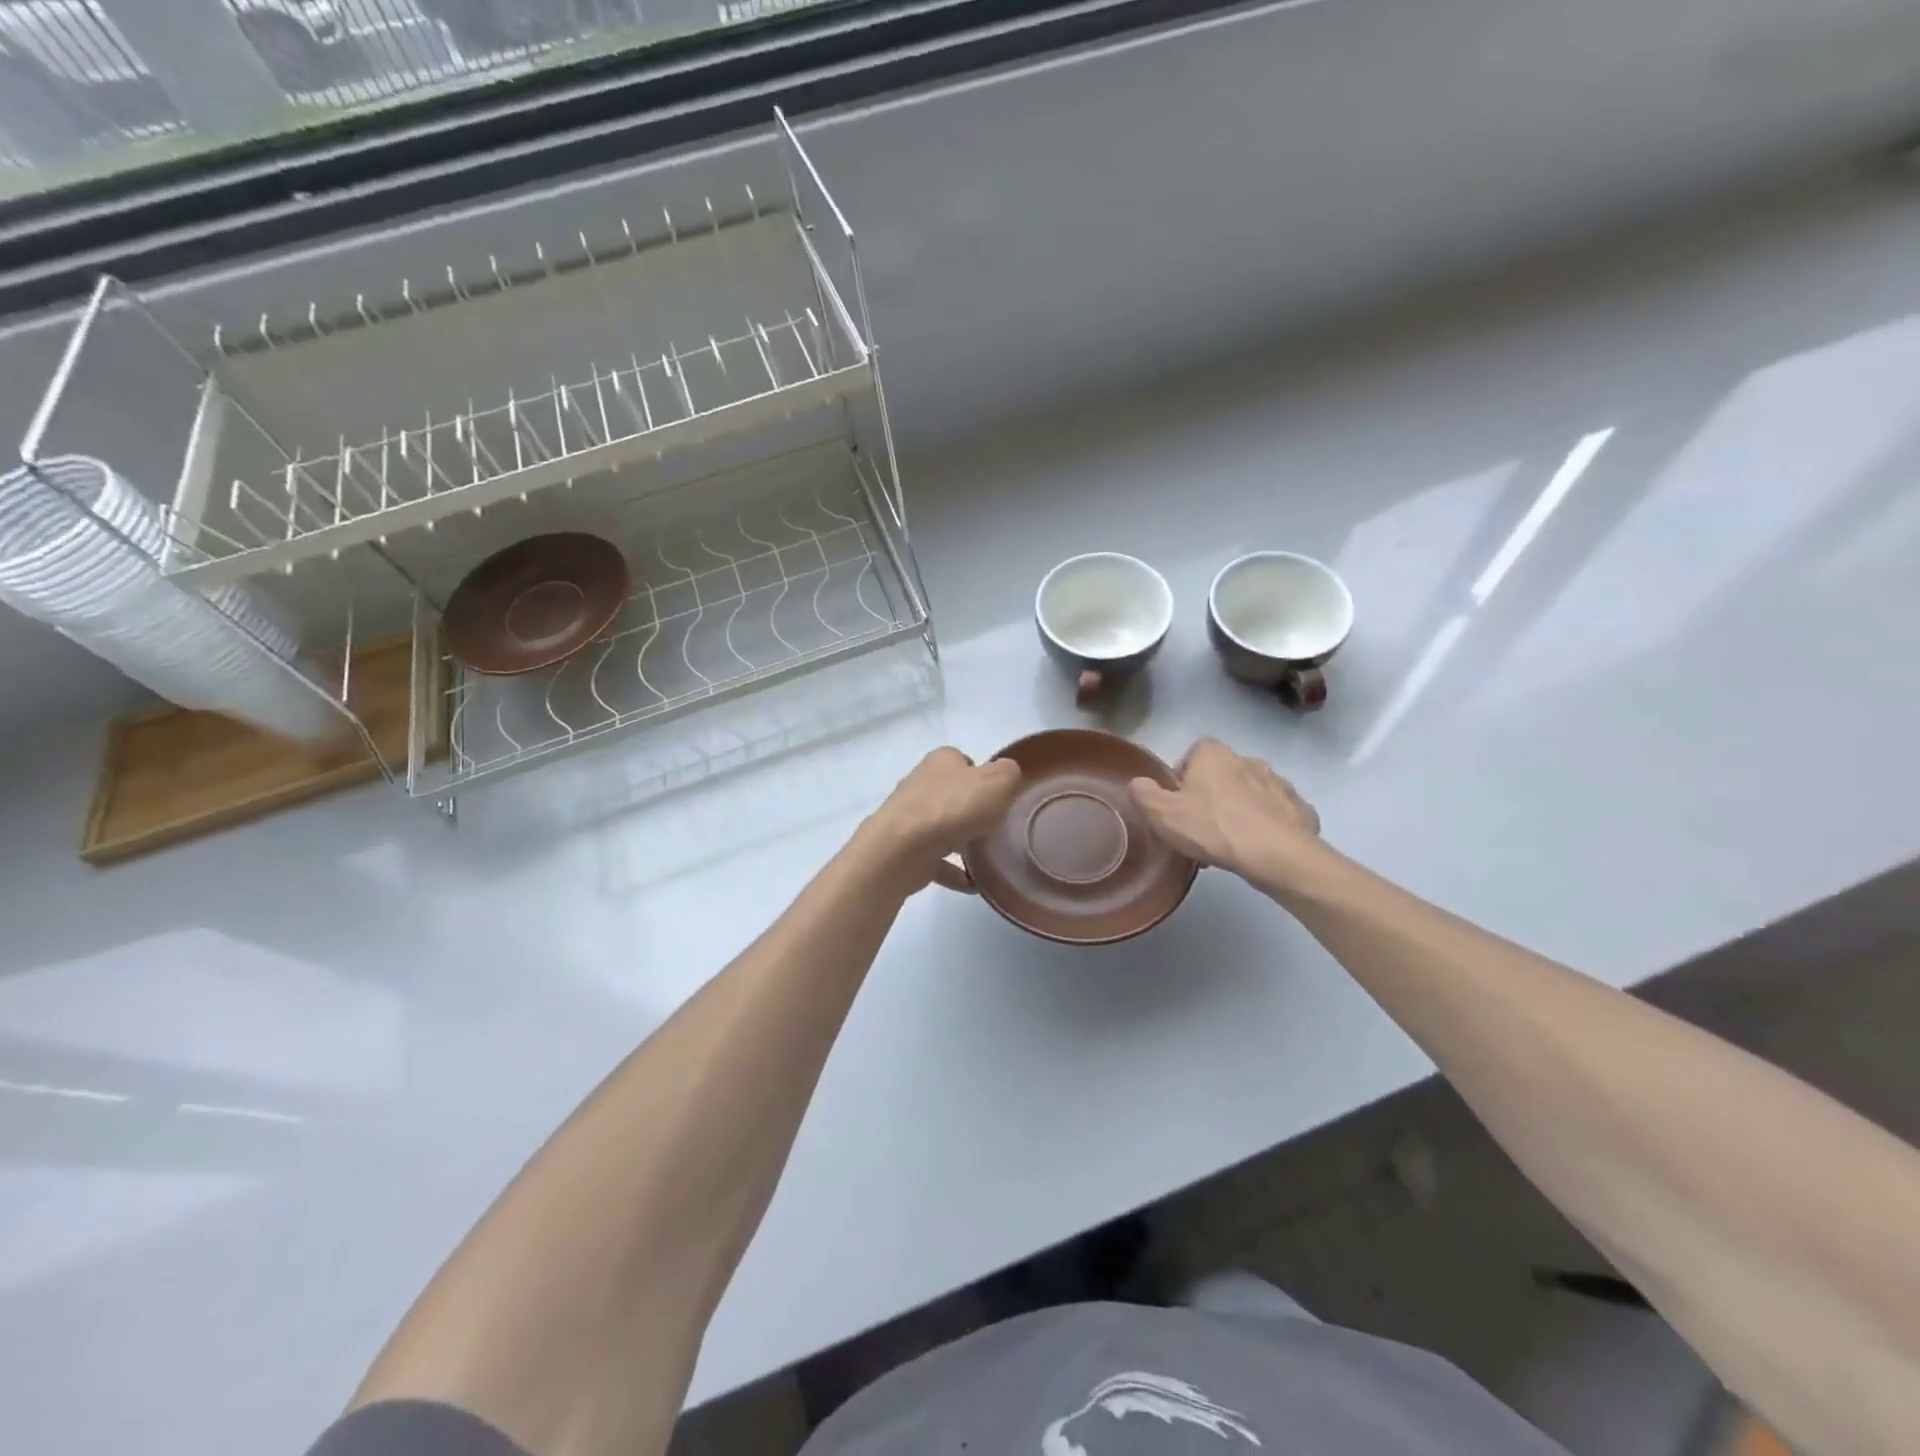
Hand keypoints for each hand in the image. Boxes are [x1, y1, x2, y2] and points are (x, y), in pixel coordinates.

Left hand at [865, 748, 1021, 892]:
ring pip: (943, 827)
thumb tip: (1007, 776)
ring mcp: (910, 817)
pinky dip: (953, 872)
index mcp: (942, 761)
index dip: (984, 777)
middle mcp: (922, 784)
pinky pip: (936, 860)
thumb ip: (1008, 774)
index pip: (965, 762)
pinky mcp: (905, 849)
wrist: (902, 849)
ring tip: (988, 859)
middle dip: (973, 811)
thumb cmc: (953, 808)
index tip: (1000, 797)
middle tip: (998, 828)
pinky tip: (973, 885)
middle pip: (953, 795)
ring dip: (962, 841)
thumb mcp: (997, 782)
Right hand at [1129, 738, 1321, 888]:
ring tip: (1230, 843)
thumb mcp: (1161, 814)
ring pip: (1251, 793)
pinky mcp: (1300, 808)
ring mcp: (1279, 783)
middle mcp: (1248, 759)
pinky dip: (1267, 826)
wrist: (1277, 855)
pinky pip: (1276, 814)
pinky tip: (1258, 849)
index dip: (1183, 778)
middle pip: (1222, 774)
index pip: (1192, 754)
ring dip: (1241, 810)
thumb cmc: (1212, 828)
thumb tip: (1138, 783)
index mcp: (1213, 754)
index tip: (1178, 805)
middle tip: (1202, 828)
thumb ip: (1143, 793)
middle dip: (1213, 795)